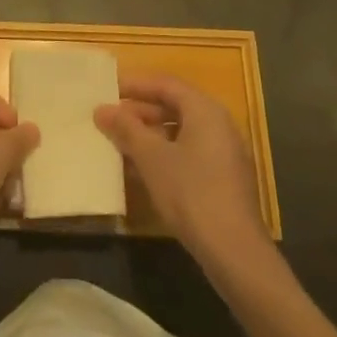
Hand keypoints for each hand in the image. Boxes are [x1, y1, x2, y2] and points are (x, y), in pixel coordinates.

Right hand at [96, 76, 271, 273]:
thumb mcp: (152, 158)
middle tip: (109, 118)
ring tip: (118, 142)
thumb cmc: (191, 193)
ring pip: (180, 133)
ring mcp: (223, 154)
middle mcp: (219, 125)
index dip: (135, 85)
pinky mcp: (223, 180)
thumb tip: (102, 109)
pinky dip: (163, 154)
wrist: (234, 252)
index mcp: (205, 111)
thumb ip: (126, 129)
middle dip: (140, 111)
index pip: (166, 84)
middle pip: (174, 107)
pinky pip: (187, 154)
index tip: (107, 90)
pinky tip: (139, 170)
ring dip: (149, 135)